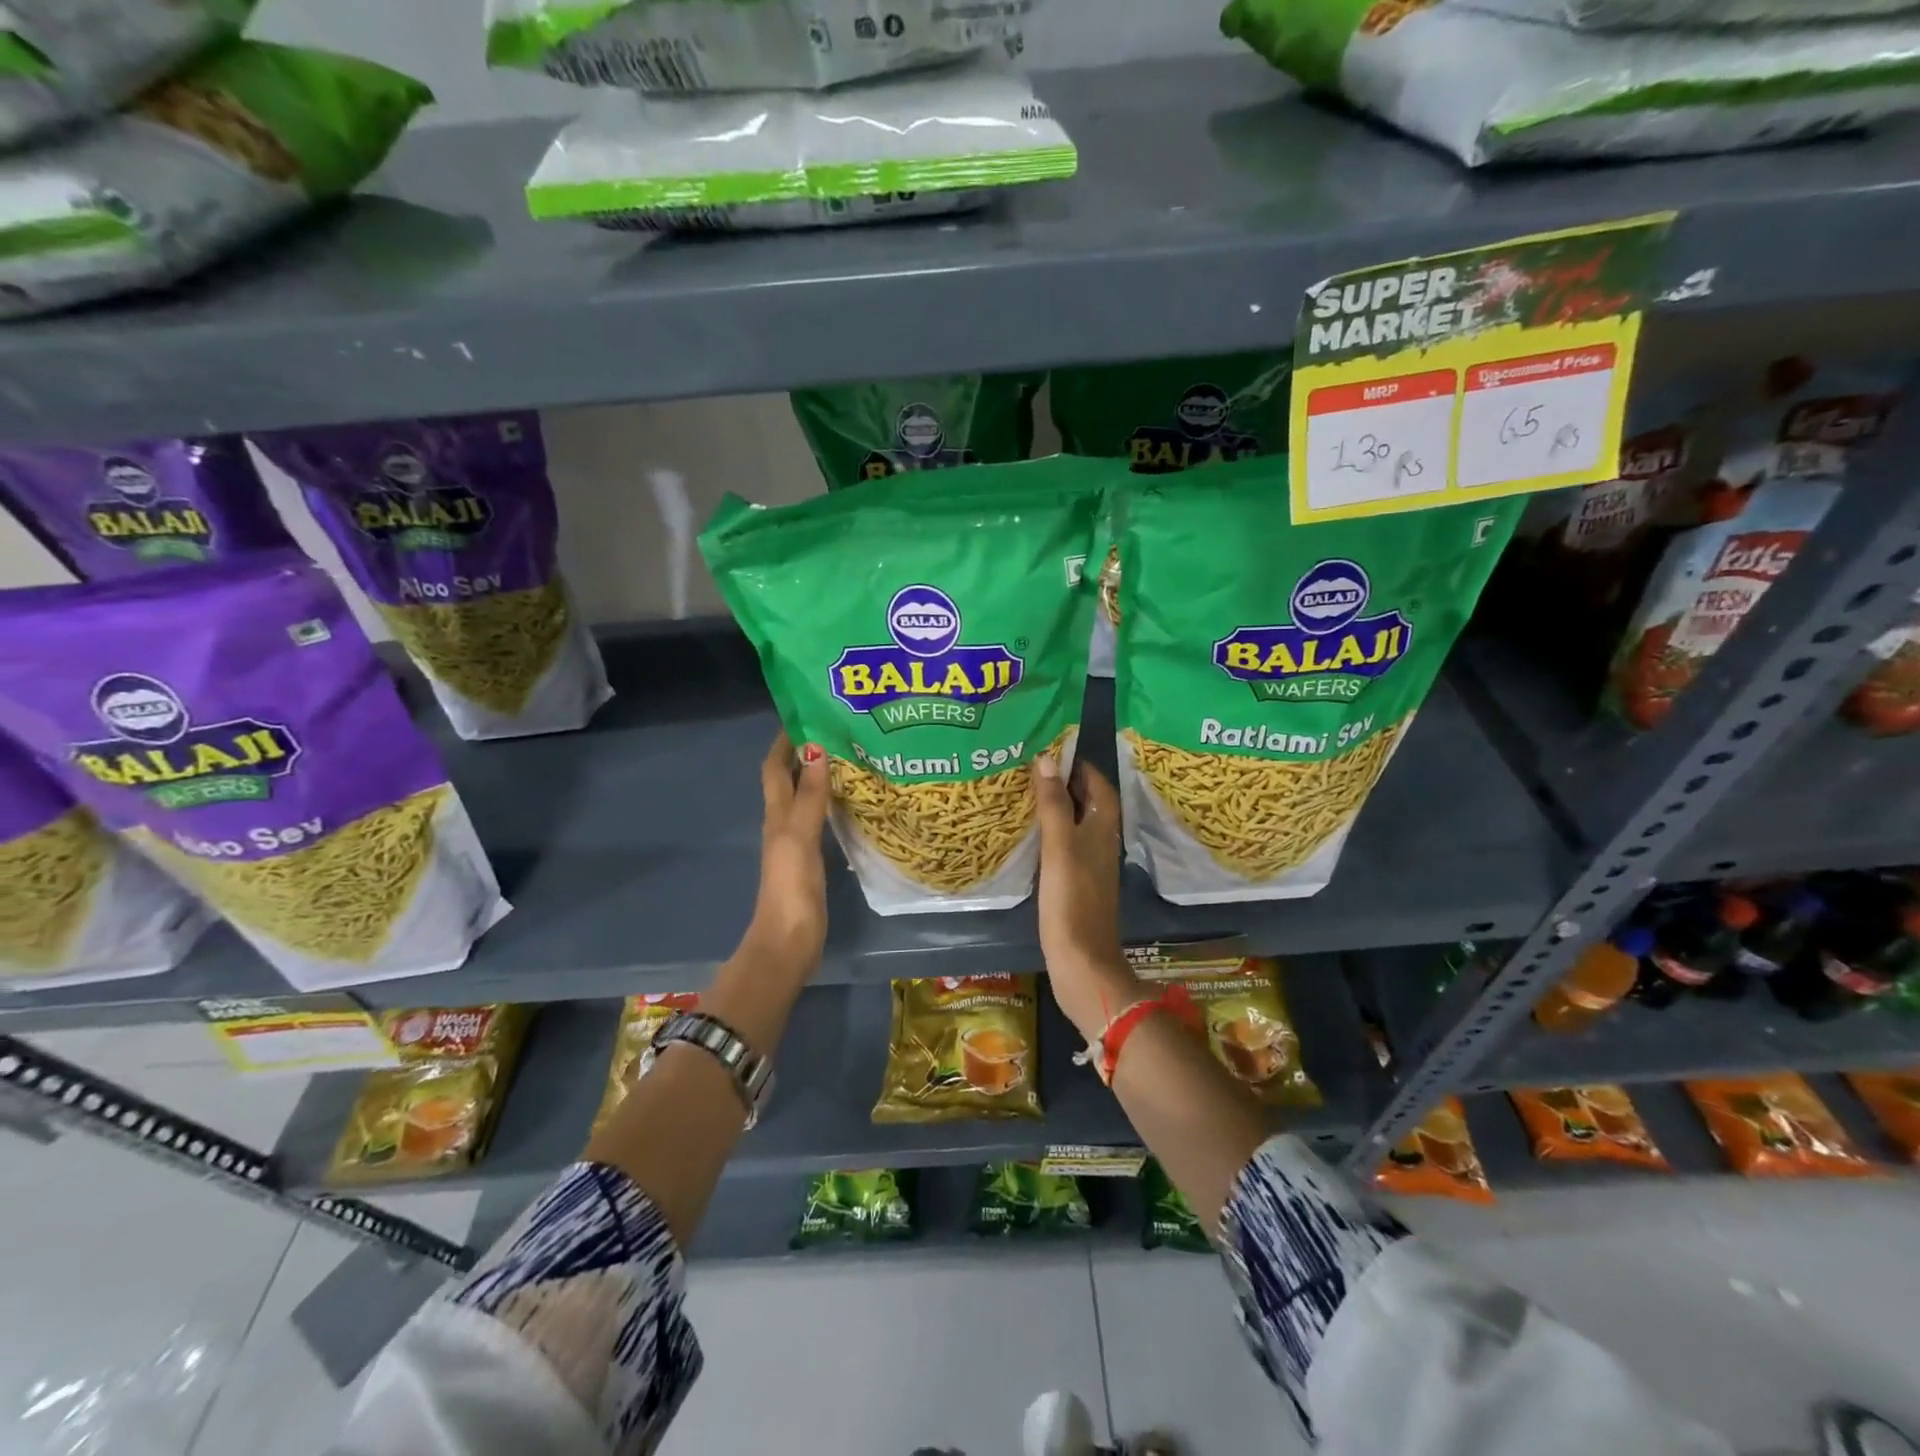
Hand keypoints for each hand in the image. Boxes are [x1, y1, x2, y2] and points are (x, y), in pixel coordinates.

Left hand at [749, 730, 830, 973]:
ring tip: (847, 756)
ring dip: (818, 776)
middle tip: (835, 730)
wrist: (790, 938)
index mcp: (777, 814)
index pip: (774, 768)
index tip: (803, 714)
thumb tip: (815, 749)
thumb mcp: (800, 835)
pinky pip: (819, 819)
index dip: (783, 742)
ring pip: (805, 798)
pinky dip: (830, 803)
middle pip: (789, 780)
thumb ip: (810, 796)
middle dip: (804, 753)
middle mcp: (783, 822)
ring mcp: (797, 842)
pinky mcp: (812, 859)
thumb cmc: (792, 885)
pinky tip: (850, 801)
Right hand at [1034, 752, 1139, 1039]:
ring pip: (1075, 823)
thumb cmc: (1072, 901)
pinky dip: (1049, 831)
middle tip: (1029, 765)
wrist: (1082, 962)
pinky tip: (1027, 833)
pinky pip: (1064, 844)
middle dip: (1063, 781)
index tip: (1050, 747)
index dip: (1078, 764)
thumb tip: (1046, 758)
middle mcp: (1101, 841)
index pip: (1097, 783)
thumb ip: (1054, 804)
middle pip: (1087, 801)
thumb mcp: (1060, 847)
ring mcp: (1089, 863)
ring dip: (1055, 805)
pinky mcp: (1076, 882)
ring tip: (1022, 791)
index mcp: (1103, 829)